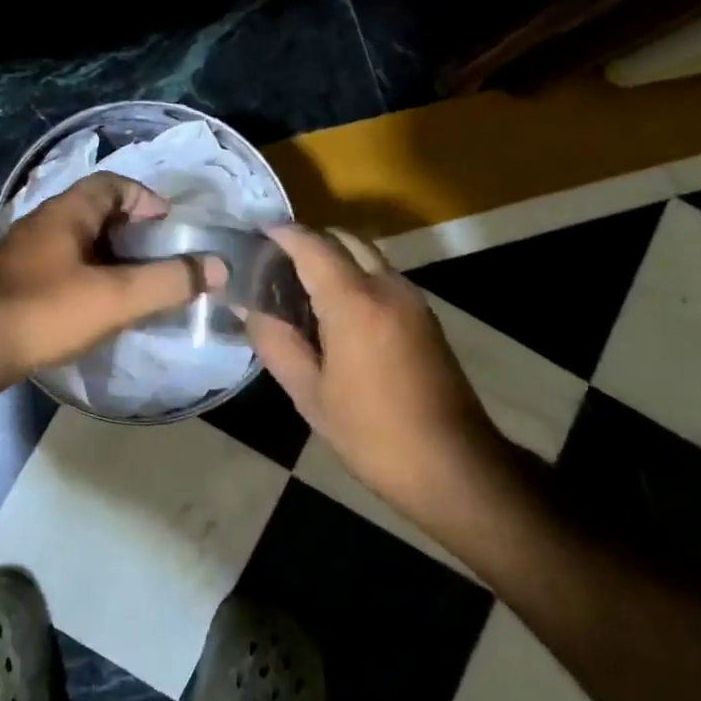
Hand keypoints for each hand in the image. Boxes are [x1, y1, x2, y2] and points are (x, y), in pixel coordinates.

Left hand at [0, 173, 223, 381]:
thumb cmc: (46, 311)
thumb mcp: (116, 297)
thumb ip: (169, 281)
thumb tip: (218, 267)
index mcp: (67, 211)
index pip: (113, 183)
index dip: (146, 197)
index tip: (171, 225)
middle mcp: (44, 222)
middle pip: (98, 211)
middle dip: (134, 230)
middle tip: (162, 257)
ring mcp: (27, 252)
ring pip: (81, 241)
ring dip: (112, 255)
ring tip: (139, 283)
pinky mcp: (18, 280)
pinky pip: (64, 265)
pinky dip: (91, 275)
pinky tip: (101, 304)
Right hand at [247, 225, 512, 524]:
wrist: (454, 467)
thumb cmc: (372, 433)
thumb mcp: (309, 393)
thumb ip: (275, 341)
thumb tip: (246, 306)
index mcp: (355, 301)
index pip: (312, 245)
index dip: (280, 233)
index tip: (252, 234)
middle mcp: (387, 287)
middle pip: (343, 239)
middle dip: (307, 241)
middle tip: (272, 264)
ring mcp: (412, 299)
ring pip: (366, 255)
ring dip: (332, 257)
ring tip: (297, 287)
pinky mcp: (424, 316)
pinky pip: (381, 277)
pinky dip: (353, 275)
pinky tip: (332, 310)